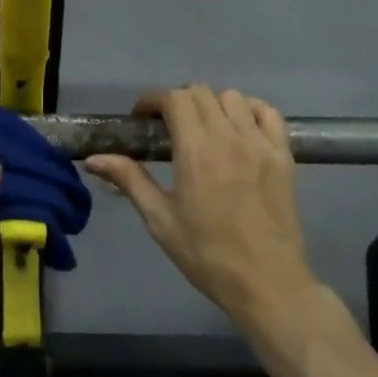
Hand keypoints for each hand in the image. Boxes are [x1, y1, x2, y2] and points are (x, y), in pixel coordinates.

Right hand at [86, 86, 317, 327]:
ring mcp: (261, 144)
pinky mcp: (284, 156)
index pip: (174, 99)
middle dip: (178, 101)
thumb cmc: (207, 255)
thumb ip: (129, 179)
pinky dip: (251, 110)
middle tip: (167, 127)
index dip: (153, 101)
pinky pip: (269, 114)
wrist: (267, 283)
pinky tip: (239, 130)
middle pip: (201, 93)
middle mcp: (229, 137)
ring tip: (203, 129)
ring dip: (212, 104)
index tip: (142, 119)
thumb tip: (94, 159)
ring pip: (233, 97)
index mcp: (197, 150)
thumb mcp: (160, 220)